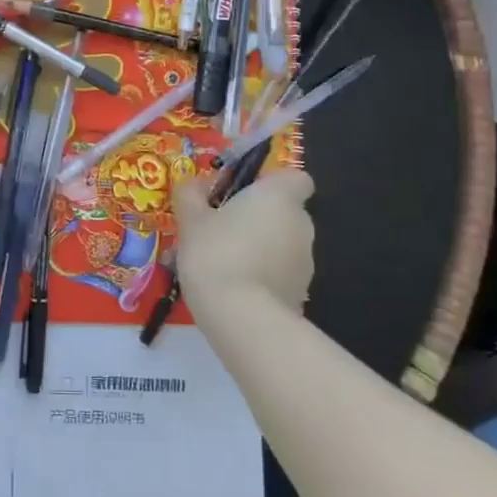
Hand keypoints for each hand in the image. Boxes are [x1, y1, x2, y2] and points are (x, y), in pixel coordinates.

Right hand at [170, 168, 315, 323]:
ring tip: (222, 262)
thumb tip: (195, 184)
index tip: (244, 193)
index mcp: (279, 197)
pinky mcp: (301, 293)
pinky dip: (262, 275)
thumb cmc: (216, 253)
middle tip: (222, 228)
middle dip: (258, 217)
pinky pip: (280, 273)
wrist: (242, 318)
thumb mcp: (190, 218)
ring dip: (259, 247)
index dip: (273, 183)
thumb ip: (191, 194)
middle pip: (284, 211)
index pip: (296, 178)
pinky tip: (233, 288)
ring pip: (281, 244)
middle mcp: (301, 224)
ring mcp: (305, 262)